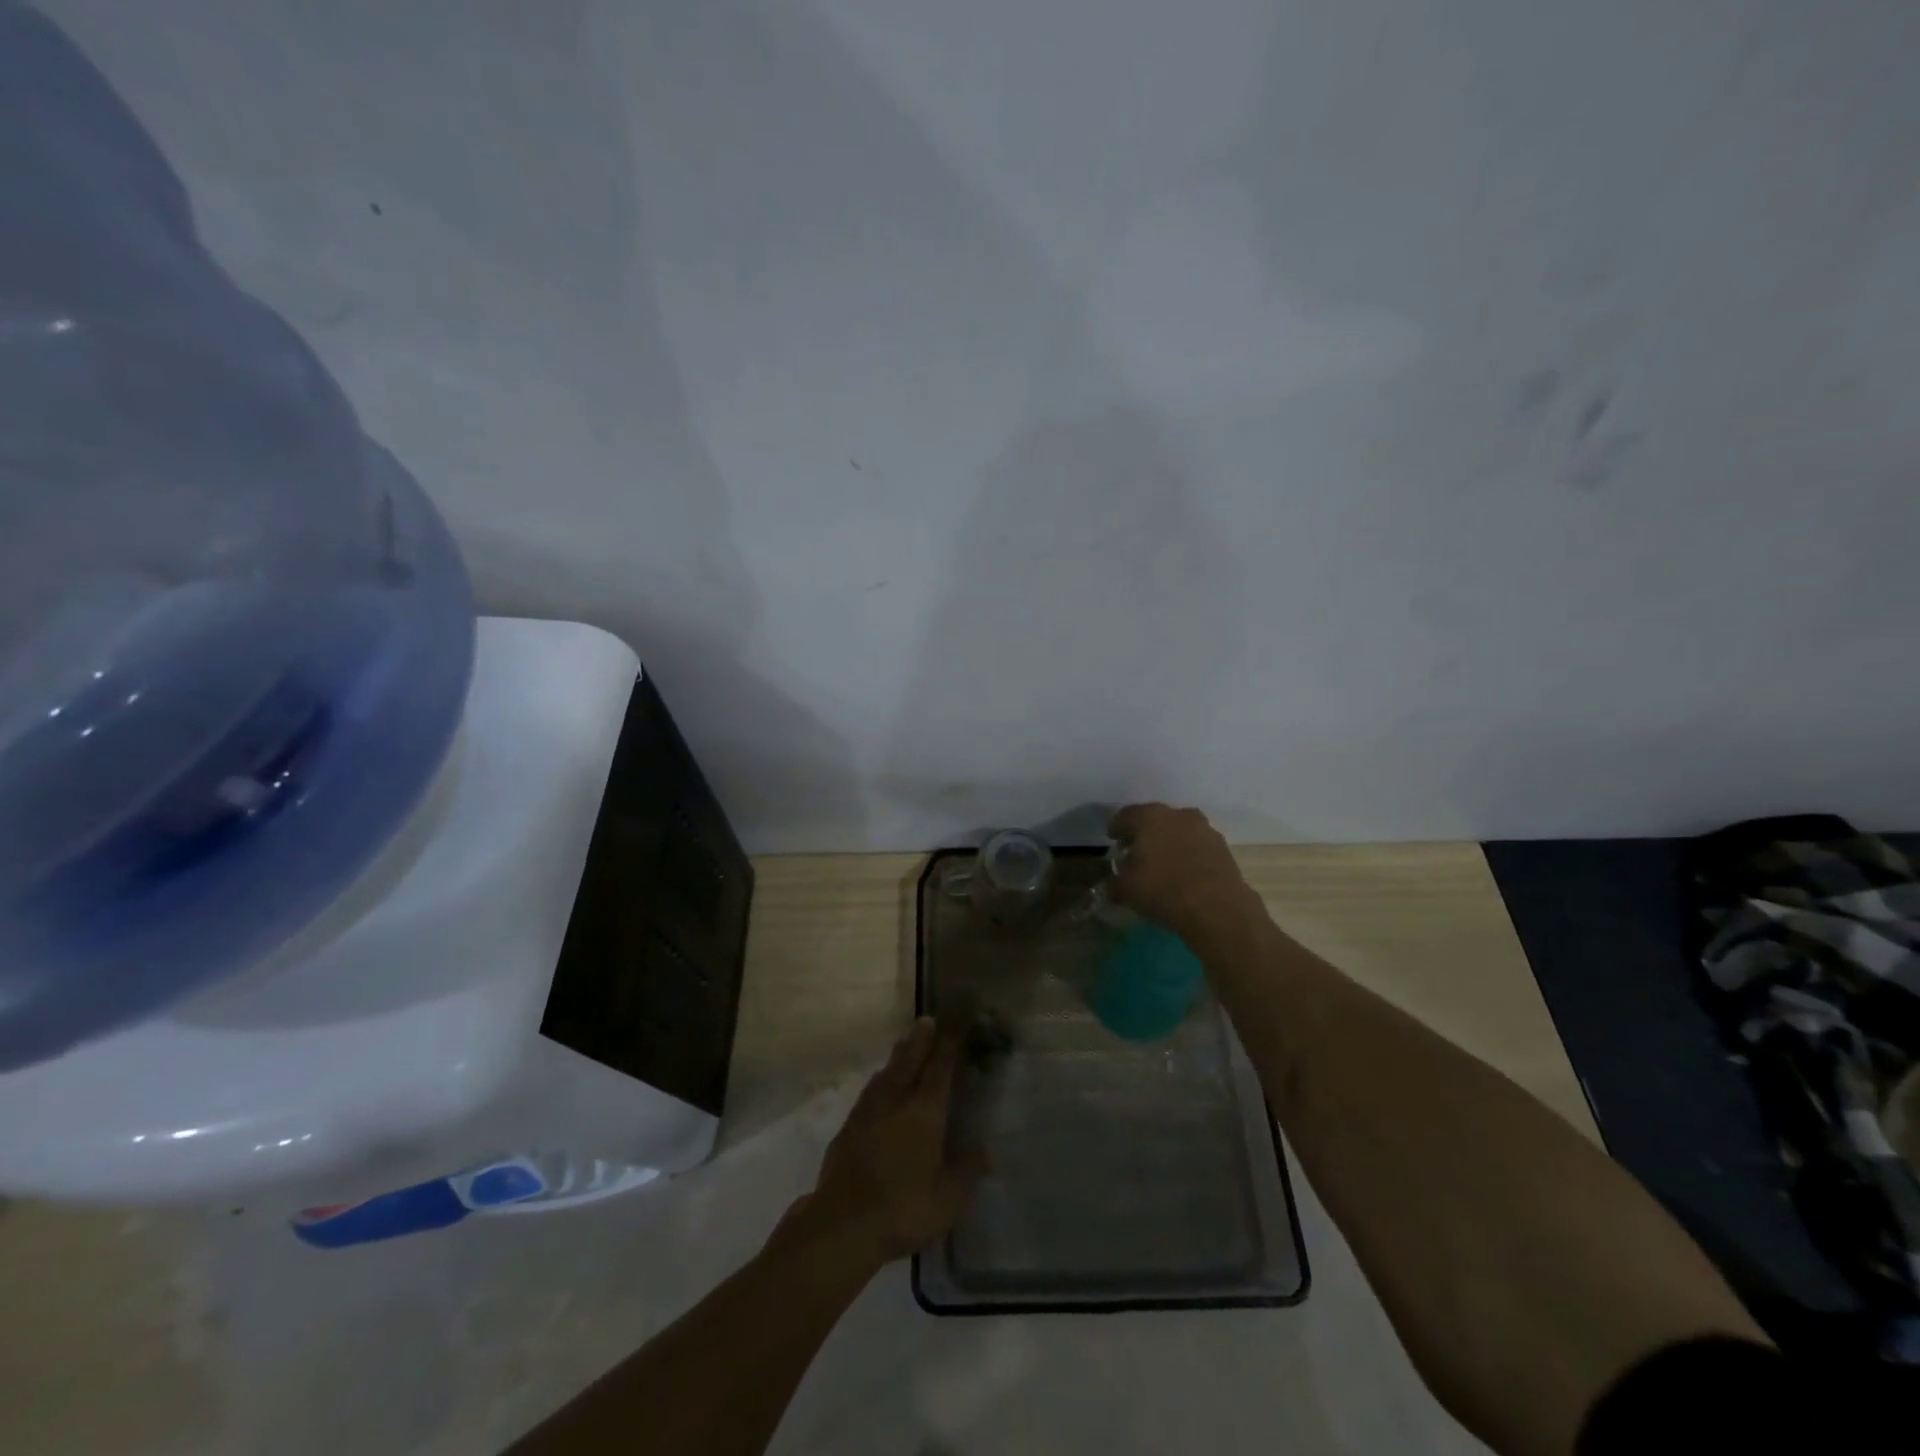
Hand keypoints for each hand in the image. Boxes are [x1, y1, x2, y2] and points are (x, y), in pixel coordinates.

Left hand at [795, 1019, 983, 1268]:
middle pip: (910, 1060)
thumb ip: (967, 1170)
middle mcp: (896, 1100)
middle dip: (920, 1039)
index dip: (948, 1046)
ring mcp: (868, 1111)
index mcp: (925, 1111)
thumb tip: (982, 1147)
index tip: (954, 1027)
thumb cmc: (904, 1209)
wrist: (843, 1224)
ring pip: (887, 1073)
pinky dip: (880, 1080)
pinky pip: (870, 1091)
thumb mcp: (949, 1199)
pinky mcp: (849, 1127)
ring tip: (905, 1044)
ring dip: (898, 1055)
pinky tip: (879, 1084)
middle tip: (926, 1020)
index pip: (940, 1069)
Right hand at [1107, 802, 1256, 939]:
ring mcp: (1204, 828)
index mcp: (1149, 817)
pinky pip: (1197, 845)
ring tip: (1163, 863)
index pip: (1125, 816)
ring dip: (1169, 841)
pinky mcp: (1222, 846)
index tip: (1113, 839)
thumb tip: (1112, 883)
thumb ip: (1113, 882)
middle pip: (1154, 819)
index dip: (1117, 827)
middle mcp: (1177, 814)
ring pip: (1179, 830)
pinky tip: (1185, 872)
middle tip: (1136, 851)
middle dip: (1144, 833)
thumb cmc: (1162, 890)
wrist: (1217, 908)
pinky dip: (1188, 853)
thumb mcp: (1125, 890)